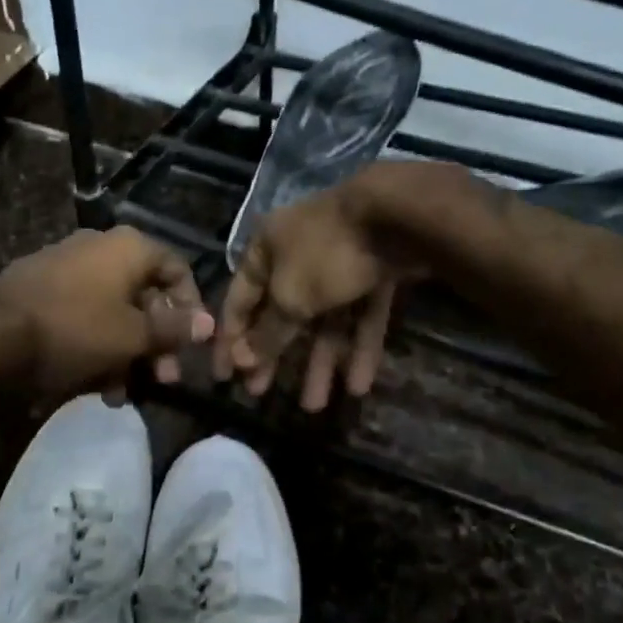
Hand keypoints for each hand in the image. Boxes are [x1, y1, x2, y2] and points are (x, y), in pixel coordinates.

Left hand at [0, 227, 214, 400]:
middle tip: (162, 379)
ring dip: (125, 352)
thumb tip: (210, 324)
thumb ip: (174, 330)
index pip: (177, 269)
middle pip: (144, 295)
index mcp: (128, 247)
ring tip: (122, 393)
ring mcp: (65, 266)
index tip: (192, 344)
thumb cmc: (76, 329)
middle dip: (156, 342)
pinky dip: (95, 346)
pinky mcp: (39, 289)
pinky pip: (81, 315)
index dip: (191, 307)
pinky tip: (93, 386)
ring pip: (112, 311)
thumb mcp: (133, 336)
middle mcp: (99, 247)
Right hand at [214, 176, 411, 411]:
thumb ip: (268, 332)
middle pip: (282, 313)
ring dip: (320, 361)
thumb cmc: (326, 253)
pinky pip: (361, 314)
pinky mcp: (375, 272)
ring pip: (325, 319)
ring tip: (316, 406)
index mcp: (266, 249)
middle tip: (261, 395)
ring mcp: (340, 262)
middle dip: (274, 356)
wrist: (398, 216)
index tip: (223, 378)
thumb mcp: (290, 297)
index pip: (239, 300)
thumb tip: (243, 359)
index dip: (229, 340)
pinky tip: (359, 385)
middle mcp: (299, 254)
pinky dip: (359, 346)